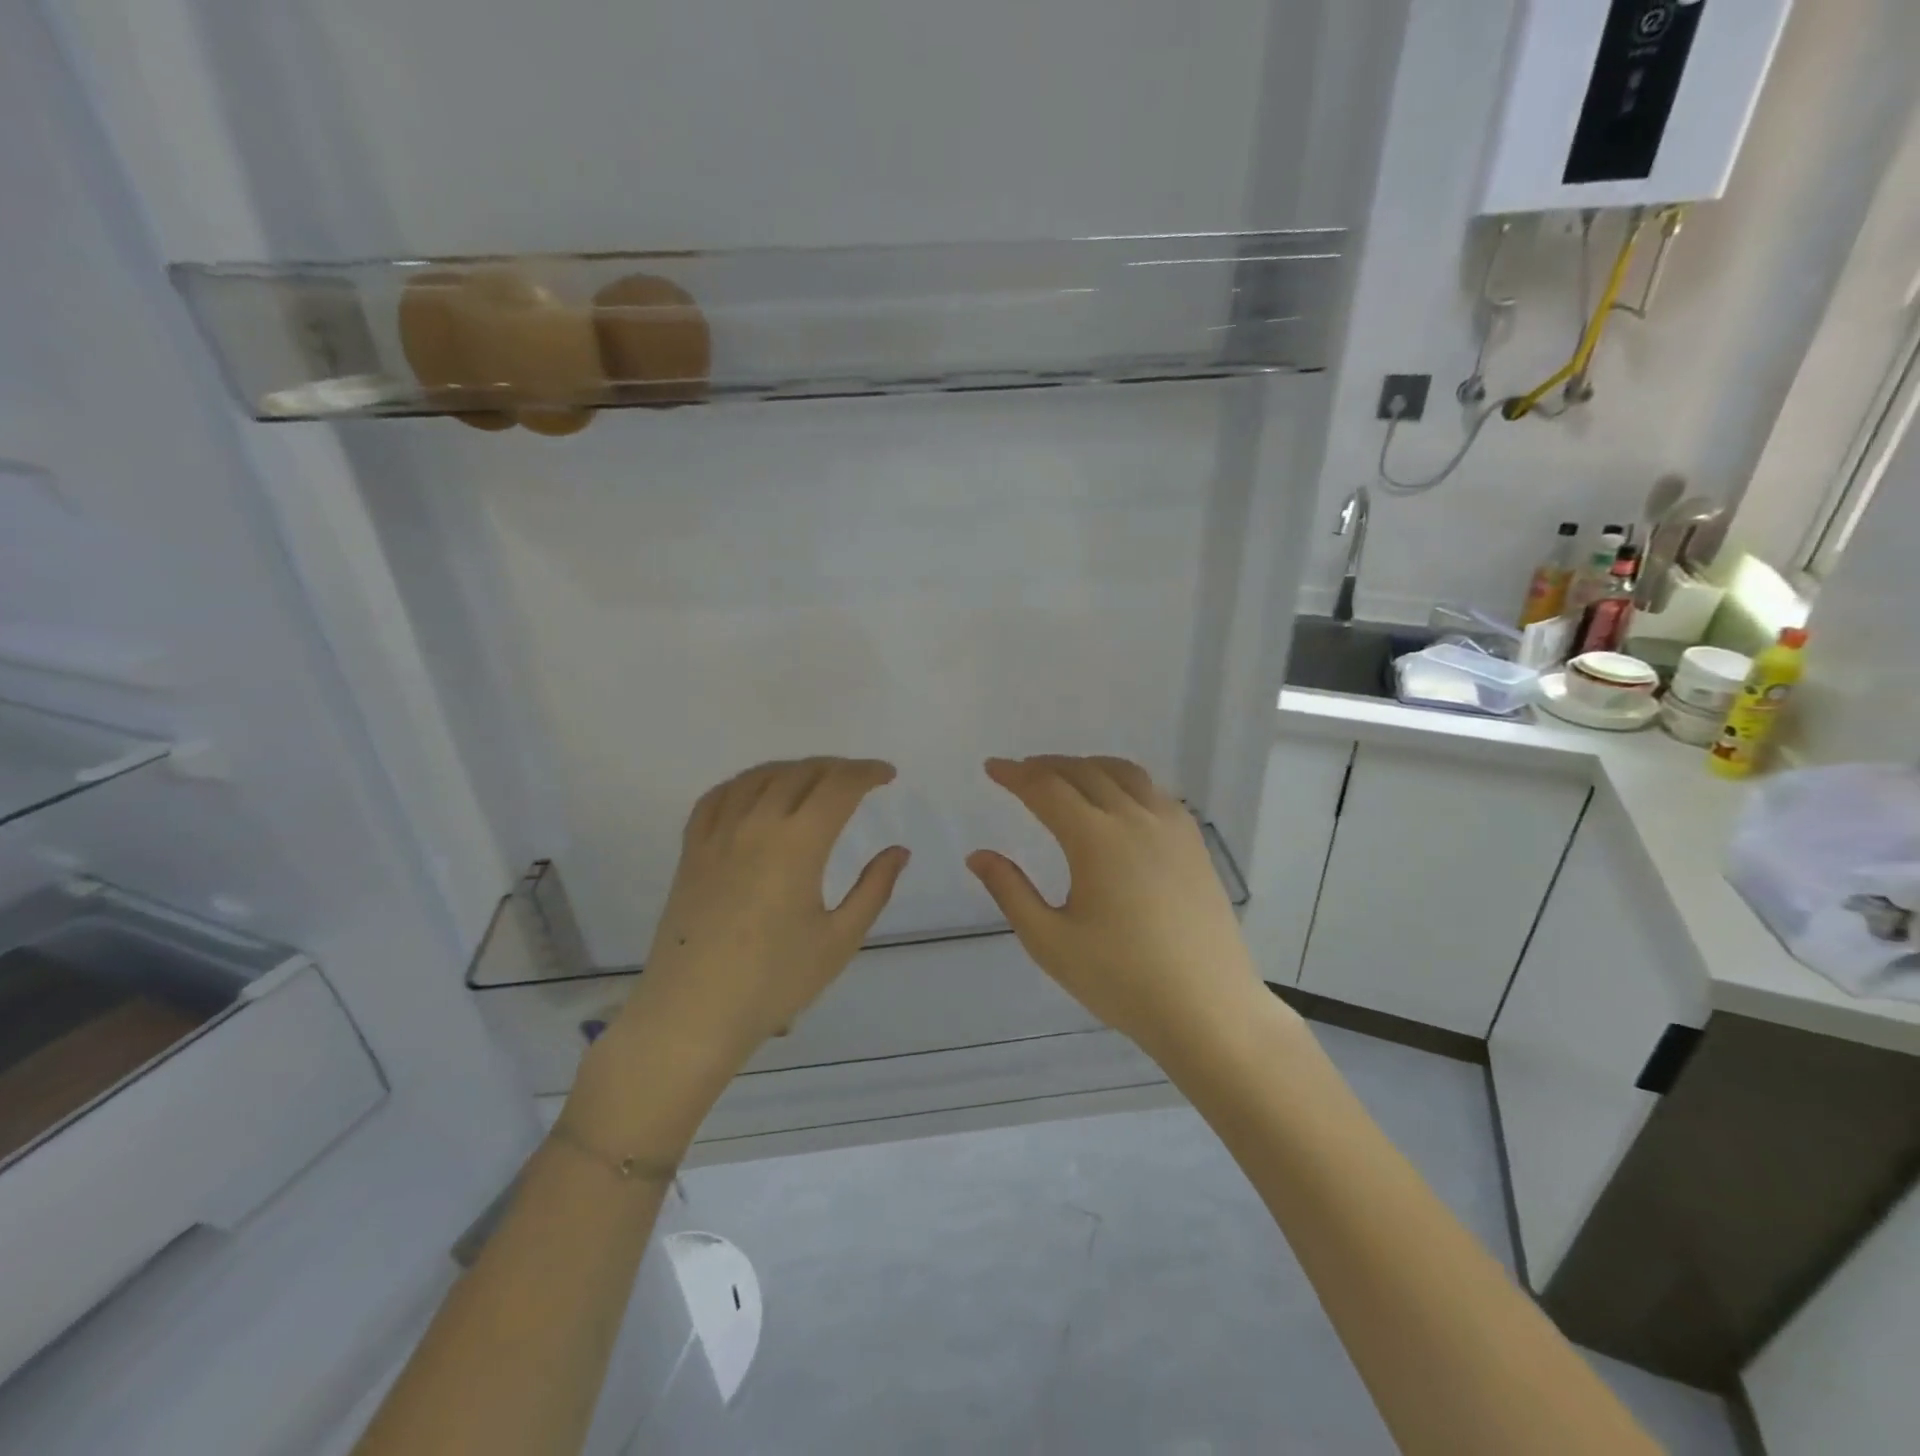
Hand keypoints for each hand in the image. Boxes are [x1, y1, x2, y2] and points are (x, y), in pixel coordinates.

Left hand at [569, 759, 908, 1155]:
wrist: (693, 1015)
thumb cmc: (774, 982)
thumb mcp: (839, 940)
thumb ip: (874, 889)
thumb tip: (898, 851)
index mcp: (797, 844)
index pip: (838, 787)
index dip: (867, 773)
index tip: (887, 775)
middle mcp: (756, 825)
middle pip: (800, 773)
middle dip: (836, 767)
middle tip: (859, 778)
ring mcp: (718, 836)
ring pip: (758, 777)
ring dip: (793, 768)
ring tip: (814, 779)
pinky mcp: (691, 852)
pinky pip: (716, 798)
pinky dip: (744, 782)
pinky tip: (755, 792)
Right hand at [966, 756, 1263, 1060]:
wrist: (1208, 1009)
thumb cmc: (1122, 980)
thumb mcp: (1050, 942)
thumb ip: (1010, 892)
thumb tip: (977, 855)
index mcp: (1096, 839)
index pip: (1046, 789)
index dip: (1014, 775)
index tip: (992, 767)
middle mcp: (1135, 819)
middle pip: (1084, 772)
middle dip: (1046, 765)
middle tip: (1021, 771)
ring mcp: (1171, 827)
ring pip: (1124, 773)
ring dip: (1087, 766)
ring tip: (1065, 776)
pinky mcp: (1194, 843)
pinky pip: (1154, 791)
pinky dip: (1124, 781)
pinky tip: (1118, 801)